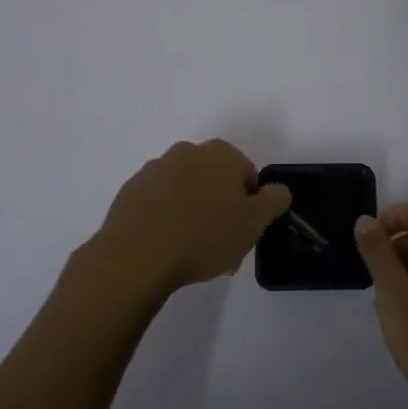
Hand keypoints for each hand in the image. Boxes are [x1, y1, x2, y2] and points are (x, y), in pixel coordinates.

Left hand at [90, 139, 291, 296]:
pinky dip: (165, 219)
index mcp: (220, 154)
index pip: (246, 174)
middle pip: (214, 180)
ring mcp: (154, 169)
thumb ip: (274, 200)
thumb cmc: (204, 236)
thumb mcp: (254, 222)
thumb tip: (278, 190)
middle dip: (220, 207)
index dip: (249, 204)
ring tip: (191, 252)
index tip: (242, 232)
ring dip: (192, 212)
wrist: (136, 256)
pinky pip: (158, 203)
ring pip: (185, 191)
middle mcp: (186, 152)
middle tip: (220, 244)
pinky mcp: (130, 191)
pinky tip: (166, 247)